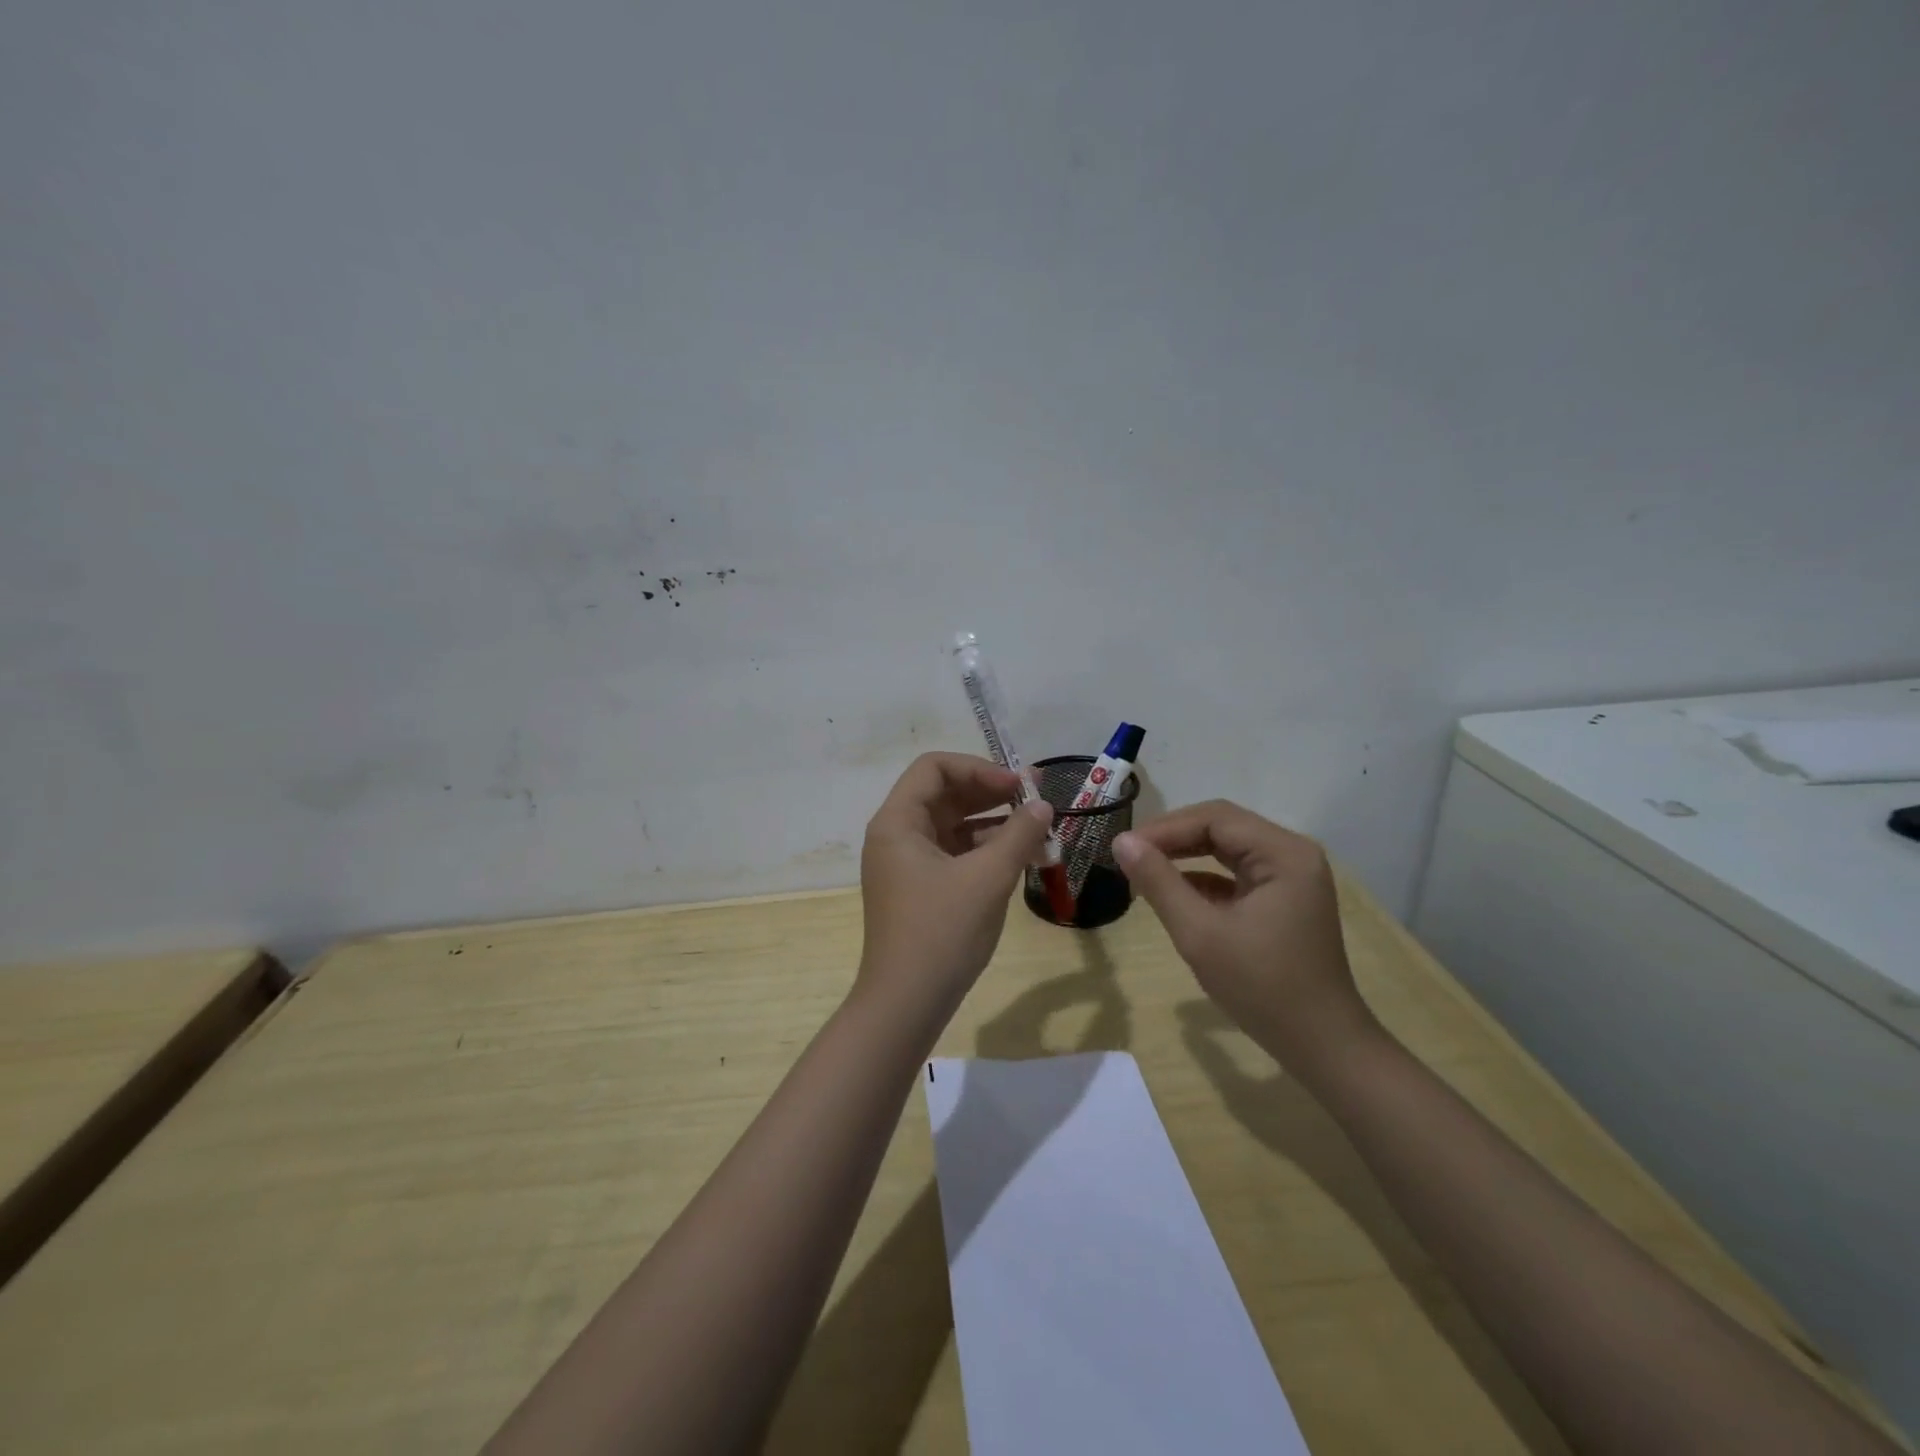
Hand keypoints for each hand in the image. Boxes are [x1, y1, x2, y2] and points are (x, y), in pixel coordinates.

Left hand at [857, 753, 1054, 1028]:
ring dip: (992, 822)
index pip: (934, 768)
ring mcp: (905, 864)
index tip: (1017, 786)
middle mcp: (896, 835)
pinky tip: (1018, 857)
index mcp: (897, 822)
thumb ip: (1019, 834)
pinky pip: (953, 852)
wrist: (907, 1004)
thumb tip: (1042, 804)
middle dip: (990, 793)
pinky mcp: (919, 888)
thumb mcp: (988, 878)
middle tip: (1035, 800)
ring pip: (951, 825)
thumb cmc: (942, 932)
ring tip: (1036, 830)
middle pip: (943, 794)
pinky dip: (983, 849)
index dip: (978, 768)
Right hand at [1112, 800, 1376, 1079]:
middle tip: (1129, 856)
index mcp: (1283, 853)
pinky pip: (1236, 873)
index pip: (1214, 818)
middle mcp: (1292, 854)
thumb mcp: (1200, 933)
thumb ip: (1159, 882)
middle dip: (1173, 839)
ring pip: (1227, 848)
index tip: (1123, 847)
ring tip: (1143, 869)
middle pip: (1222, 827)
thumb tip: (1121, 841)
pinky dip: (1202, 878)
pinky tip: (1173, 892)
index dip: (1165, 828)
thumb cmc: (1262, 987)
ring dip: (1185, 856)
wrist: (1321, 1046)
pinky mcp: (1283, 899)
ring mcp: (1291, 877)